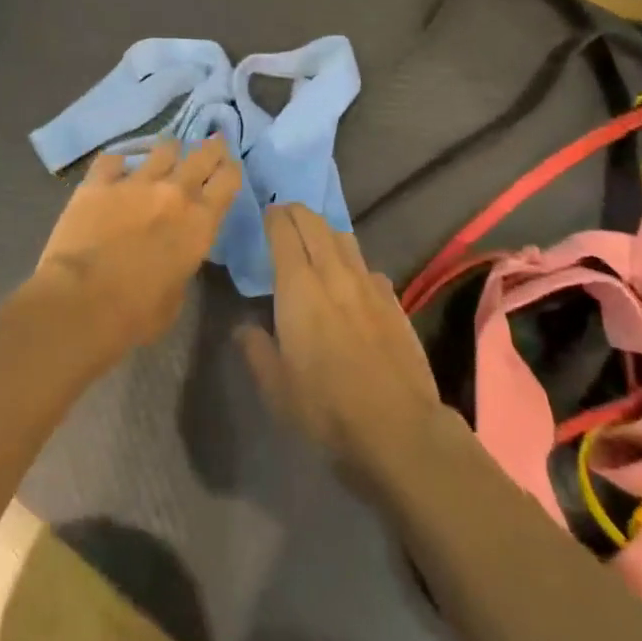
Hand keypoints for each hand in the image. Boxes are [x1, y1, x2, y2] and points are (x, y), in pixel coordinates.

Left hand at [21, 137, 241, 353]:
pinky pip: (112, 160)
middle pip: (201, 156)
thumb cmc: (136, 314)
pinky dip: (118, 163)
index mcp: (200, 223)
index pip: (228, 181)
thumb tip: (173, 255)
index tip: (230, 165)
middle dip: (210, 148)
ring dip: (169, 150)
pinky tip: (117, 168)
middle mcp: (173, 193)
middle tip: (212, 143)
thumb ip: (181, 263)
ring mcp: (134, 183)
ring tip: (168, 151)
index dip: (231, 169)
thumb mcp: (176, 295)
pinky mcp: (98, 183)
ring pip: (162, 149)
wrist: (81, 302)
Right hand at [238, 205, 448, 488]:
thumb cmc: (325, 407)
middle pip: (316, 224)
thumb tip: (244, 327)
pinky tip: (351, 283)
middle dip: (298, 213)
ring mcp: (368, 285)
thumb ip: (255, 349)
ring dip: (326, 231)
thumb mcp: (275, 386)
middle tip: (285, 216)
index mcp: (299, 287)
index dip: (274, 217)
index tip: (266, 213)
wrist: (397, 427)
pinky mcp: (393, 301)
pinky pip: (368, 267)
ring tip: (316, 241)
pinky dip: (352, 263)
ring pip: (345, 239)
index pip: (284, 232)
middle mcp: (334, 274)